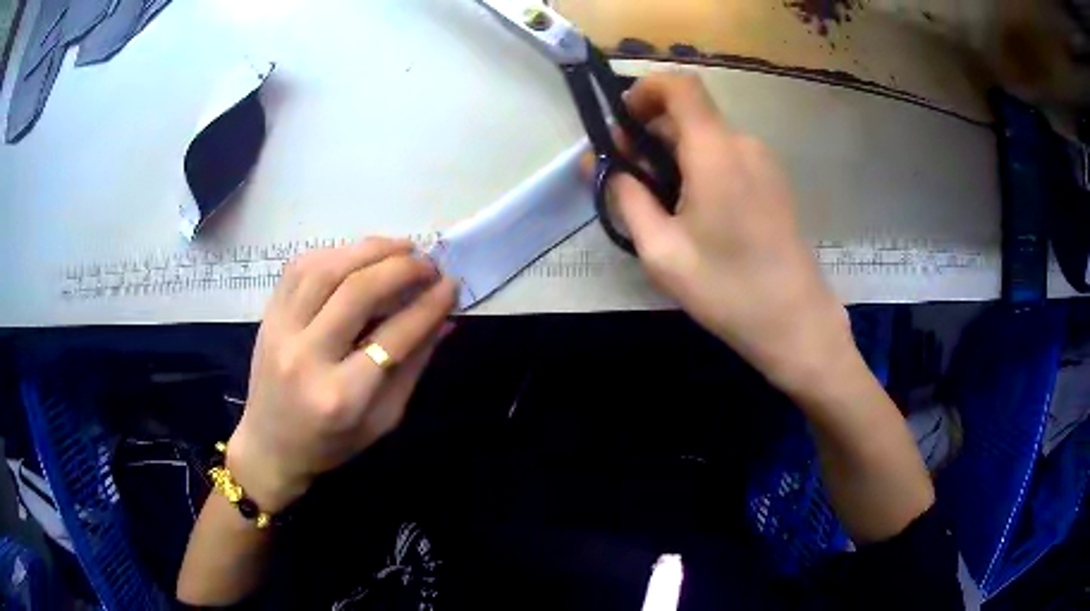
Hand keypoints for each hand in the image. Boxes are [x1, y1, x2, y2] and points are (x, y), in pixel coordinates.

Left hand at [226, 238, 457, 511]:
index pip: (394, 336)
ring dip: (369, 250)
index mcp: (342, 396)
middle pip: (356, 292)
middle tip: (429, 263)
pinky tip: (358, 255)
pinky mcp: (268, 316)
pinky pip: (299, 268)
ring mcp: (280, 331)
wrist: (271, 446)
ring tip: (401, 248)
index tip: (452, 285)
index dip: (429, 305)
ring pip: (326, 269)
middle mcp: (307, 357)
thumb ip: (413, 366)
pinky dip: (335, 253)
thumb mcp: (383, 420)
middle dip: (401, 268)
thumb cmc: (331, 443)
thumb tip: (444, 319)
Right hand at [609, 74, 854, 395]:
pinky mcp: (773, 183)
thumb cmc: (728, 289)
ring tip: (656, 203)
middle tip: (625, 176)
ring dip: (673, 154)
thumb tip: (603, 166)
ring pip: (707, 138)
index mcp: (715, 151)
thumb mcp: (662, 251)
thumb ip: (626, 199)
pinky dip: (699, 167)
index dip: (645, 89)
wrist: (797, 323)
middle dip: (649, 132)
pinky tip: (692, 213)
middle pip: (689, 114)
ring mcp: (764, 163)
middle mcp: (743, 144)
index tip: (622, 122)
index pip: (680, 85)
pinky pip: (727, 157)